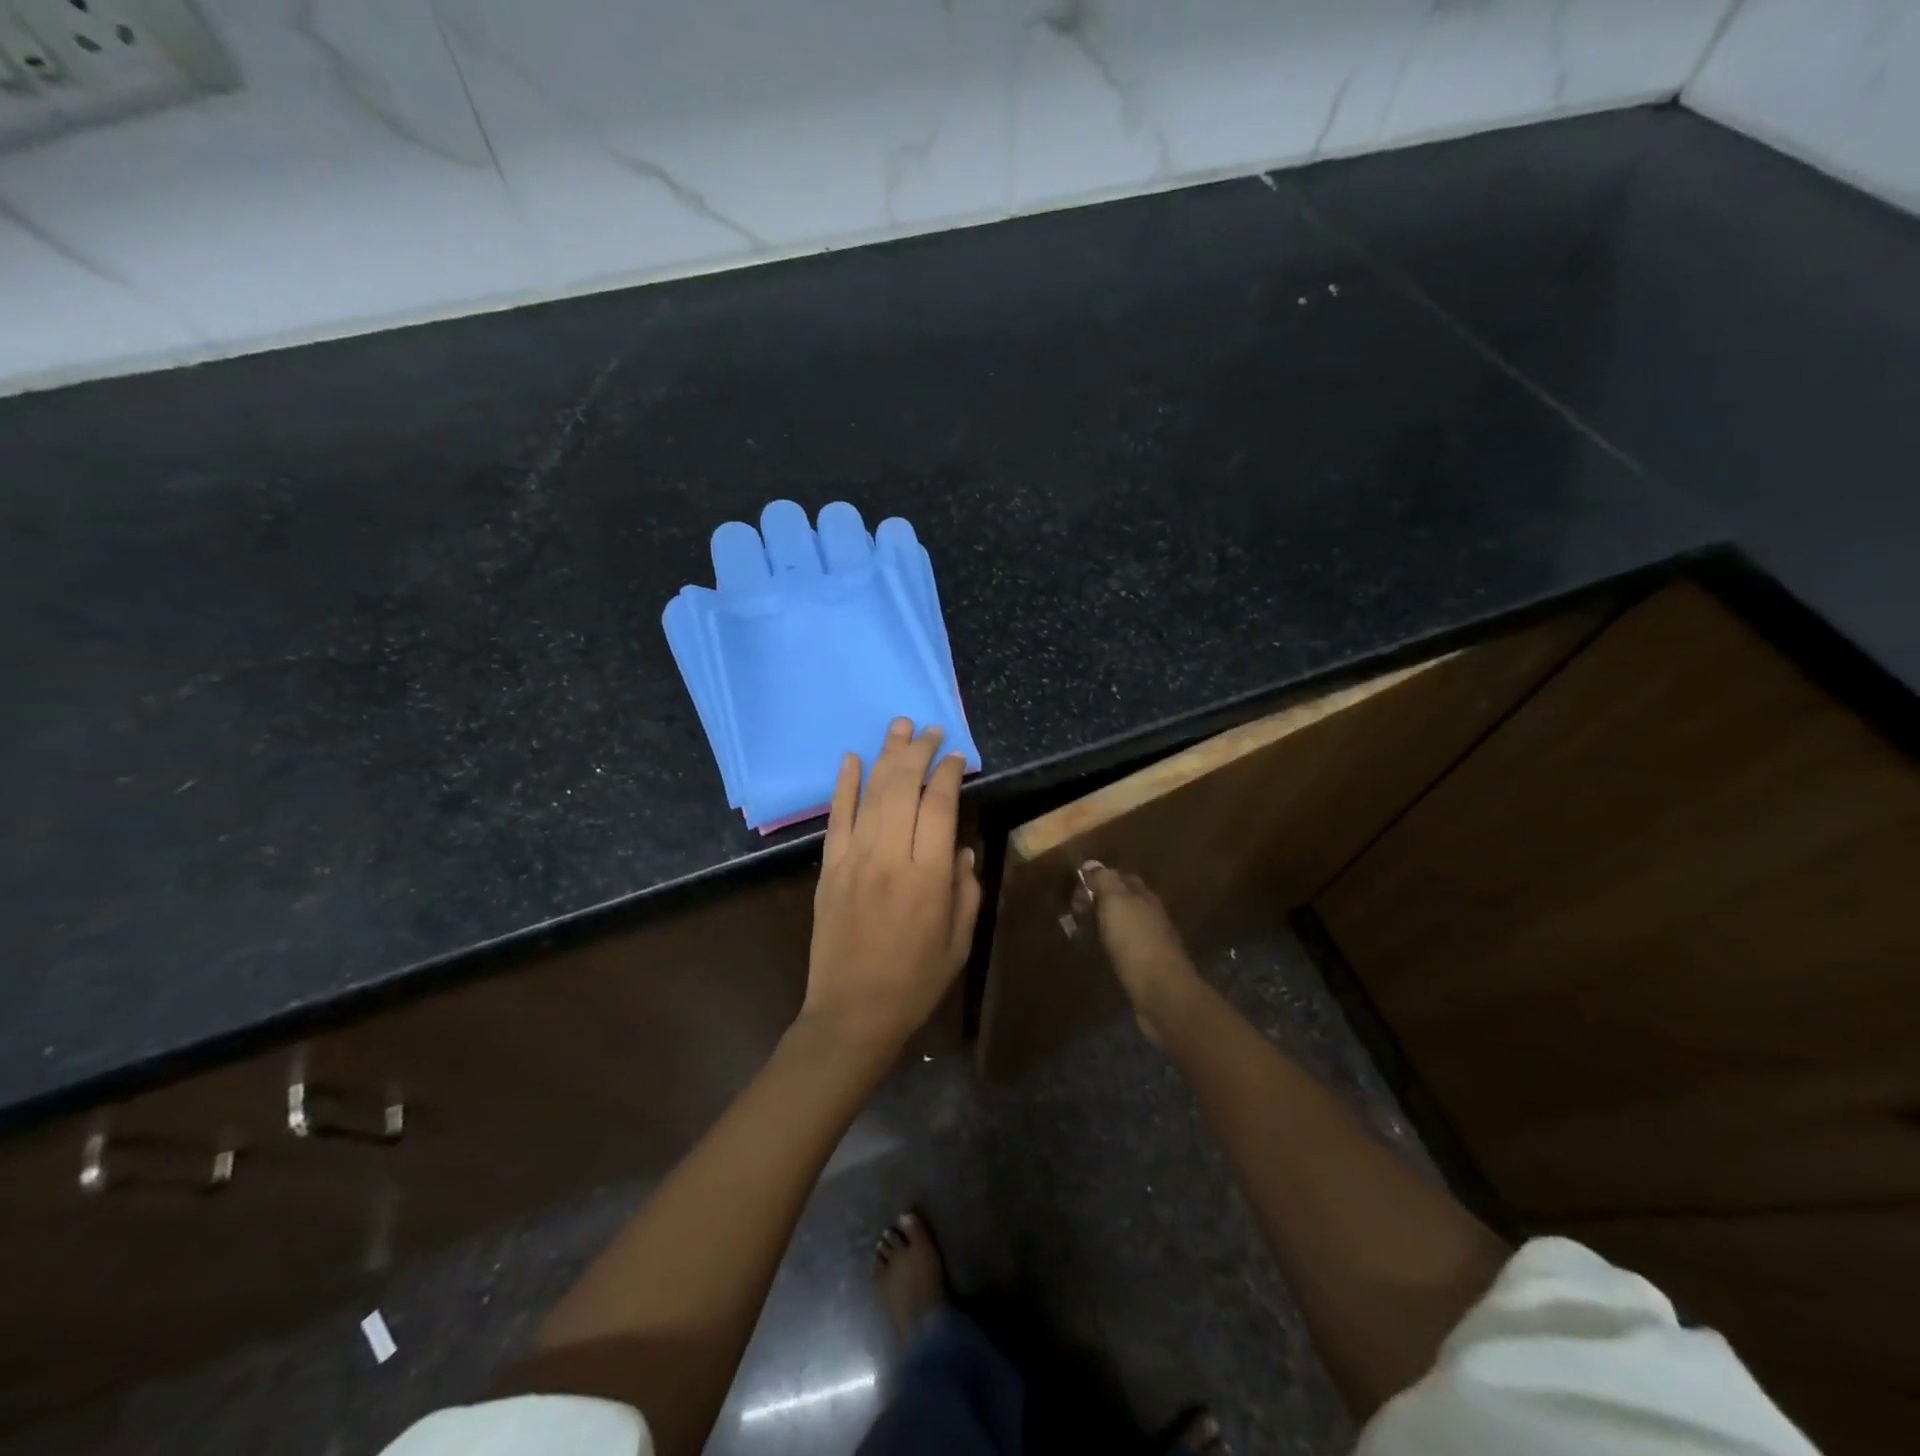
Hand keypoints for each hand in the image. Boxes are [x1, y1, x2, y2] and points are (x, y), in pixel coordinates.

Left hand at [803, 718, 981, 1050]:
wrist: (852, 1012)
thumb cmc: (915, 981)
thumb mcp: (959, 941)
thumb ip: (966, 889)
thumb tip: (962, 847)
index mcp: (929, 876)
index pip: (940, 806)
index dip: (949, 774)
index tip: (957, 757)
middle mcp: (890, 857)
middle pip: (904, 788)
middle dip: (919, 753)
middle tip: (930, 729)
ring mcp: (854, 859)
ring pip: (872, 794)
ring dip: (886, 756)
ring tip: (899, 726)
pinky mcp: (829, 868)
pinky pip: (837, 818)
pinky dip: (844, 786)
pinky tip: (851, 759)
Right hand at [1073, 863, 1201, 1046]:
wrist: (1162, 993)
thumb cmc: (1136, 942)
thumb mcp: (1116, 902)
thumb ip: (1104, 880)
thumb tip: (1092, 864)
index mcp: (1144, 896)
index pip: (1120, 877)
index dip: (1098, 879)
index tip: (1076, 891)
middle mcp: (1150, 914)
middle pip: (1122, 901)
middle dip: (1099, 902)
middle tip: (1075, 913)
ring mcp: (1151, 942)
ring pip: (1122, 924)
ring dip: (1103, 925)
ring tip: (1081, 933)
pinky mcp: (1147, 967)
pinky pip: (1124, 947)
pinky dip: (1110, 946)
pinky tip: (1099, 954)